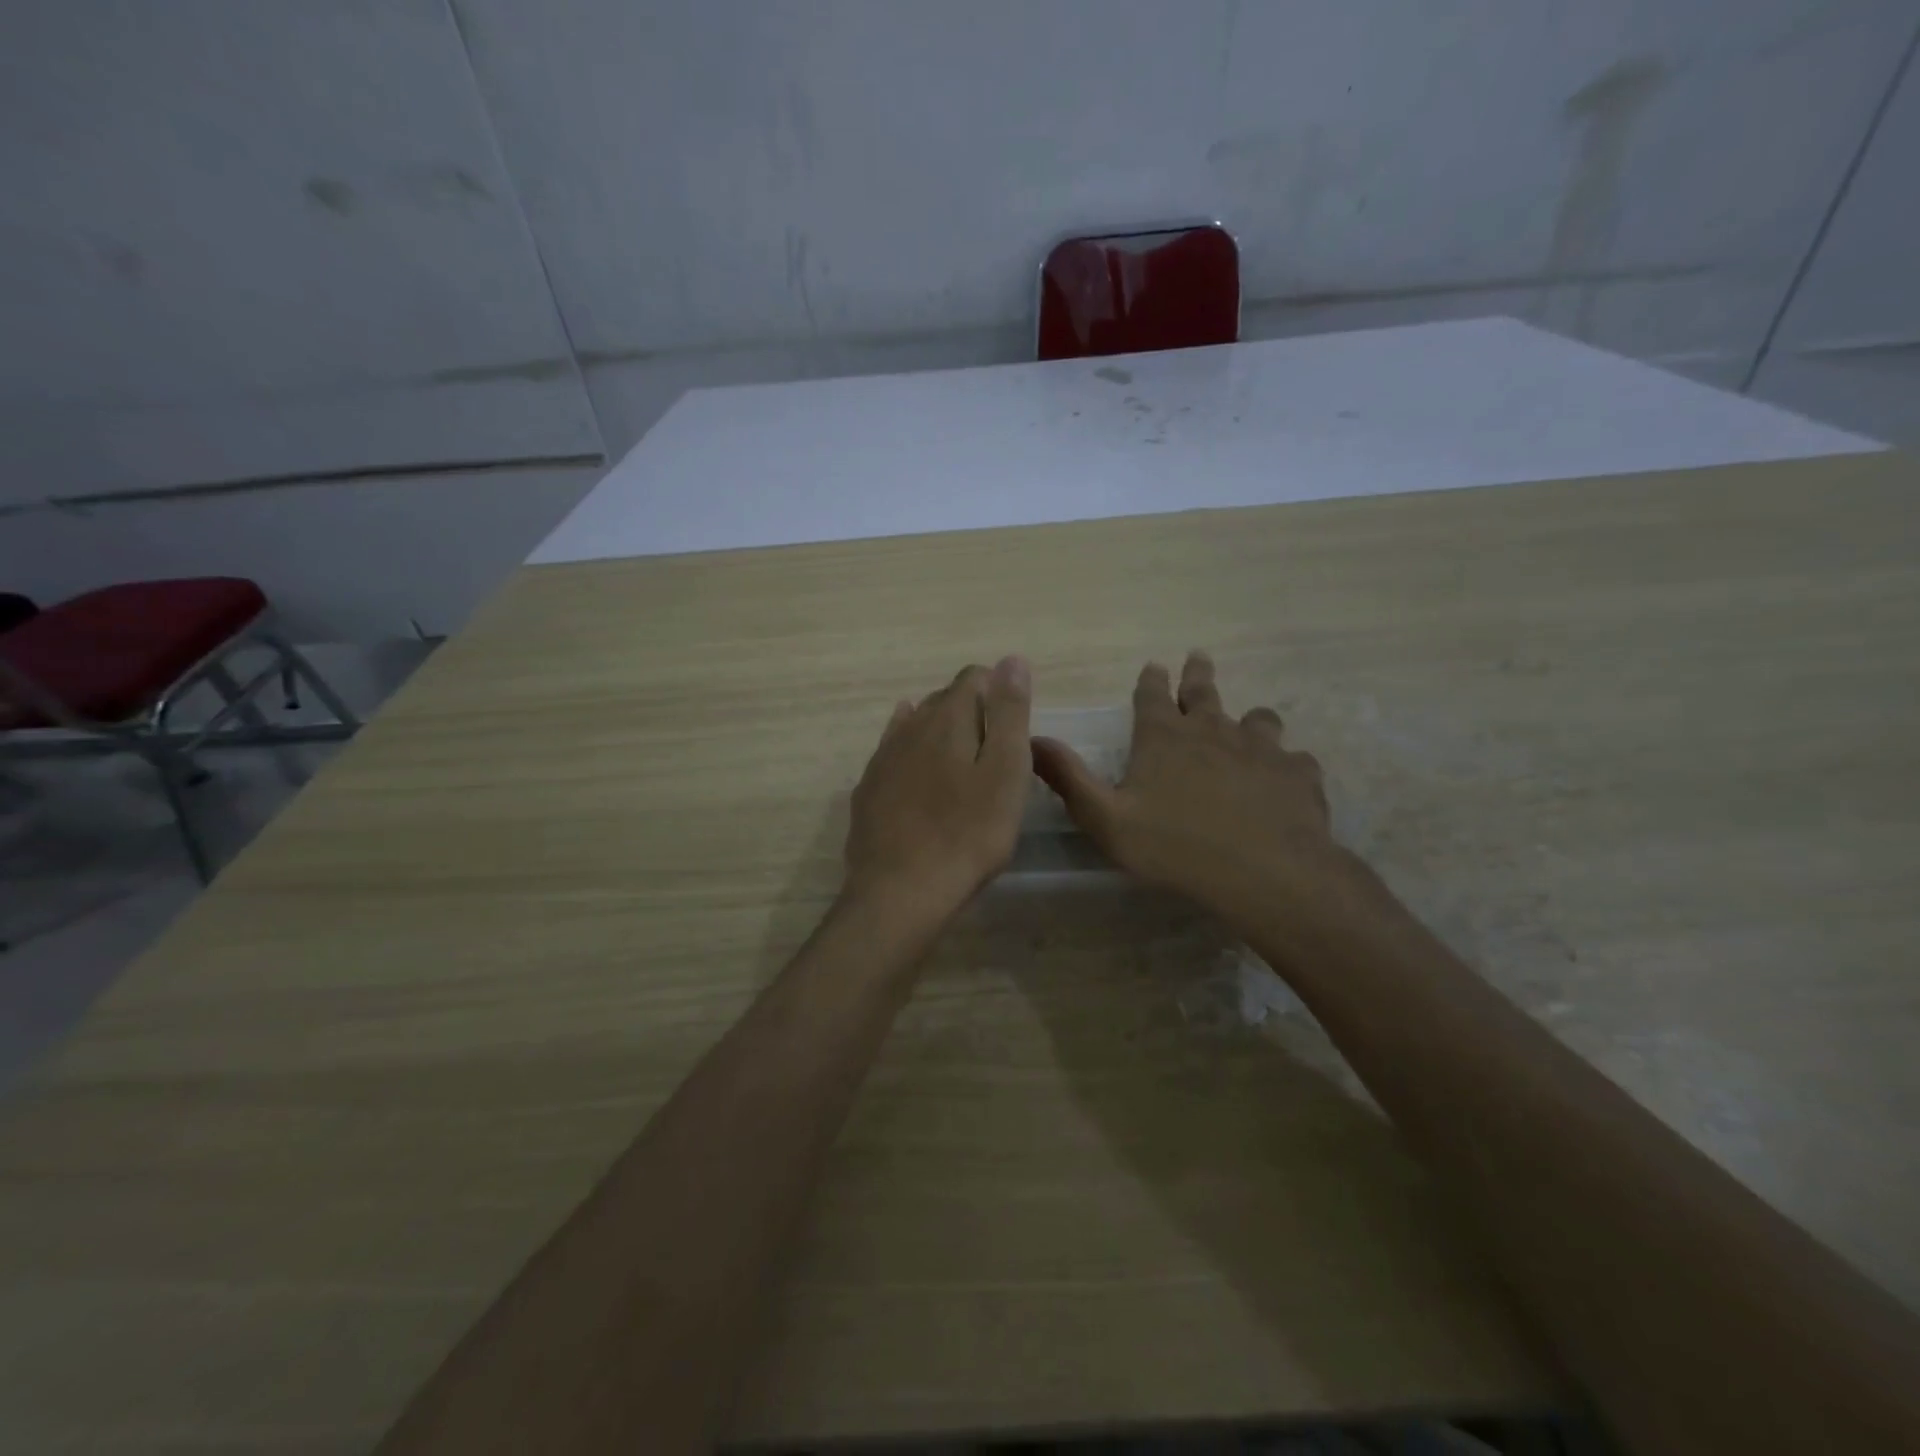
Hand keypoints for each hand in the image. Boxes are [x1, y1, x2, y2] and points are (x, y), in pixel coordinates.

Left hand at [844, 657, 1033, 923]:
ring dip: (939, 729)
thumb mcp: (1006, 772)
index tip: (1015, 726)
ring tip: (960, 754)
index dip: (998, 691)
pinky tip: (913, 761)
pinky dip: (909, 749)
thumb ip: (1010, 714)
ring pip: (915, 724)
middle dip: (972, 710)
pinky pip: (892, 753)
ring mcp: (883, 758)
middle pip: (944, 700)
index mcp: (948, 719)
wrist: (901, 891)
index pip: (974, 678)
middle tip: (995, 748)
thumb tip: (1011, 659)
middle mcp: (909, 727)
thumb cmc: (968, 834)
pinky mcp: (869, 789)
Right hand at [1032, 650, 1342, 920]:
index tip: (1154, 665)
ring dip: (1249, 718)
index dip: (1151, 680)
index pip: (1152, 695)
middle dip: (1197, 675)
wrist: (1265, 873)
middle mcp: (1212, 731)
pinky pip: (1294, 760)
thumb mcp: (1105, 819)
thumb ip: (1069, 779)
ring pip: (1257, 719)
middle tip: (1198, 657)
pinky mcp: (1297, 774)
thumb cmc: (1175, 847)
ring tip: (1250, 721)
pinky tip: (1286, 778)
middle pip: (1204, 692)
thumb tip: (1034, 739)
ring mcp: (1260, 749)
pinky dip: (1287, 764)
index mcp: (1164, 739)